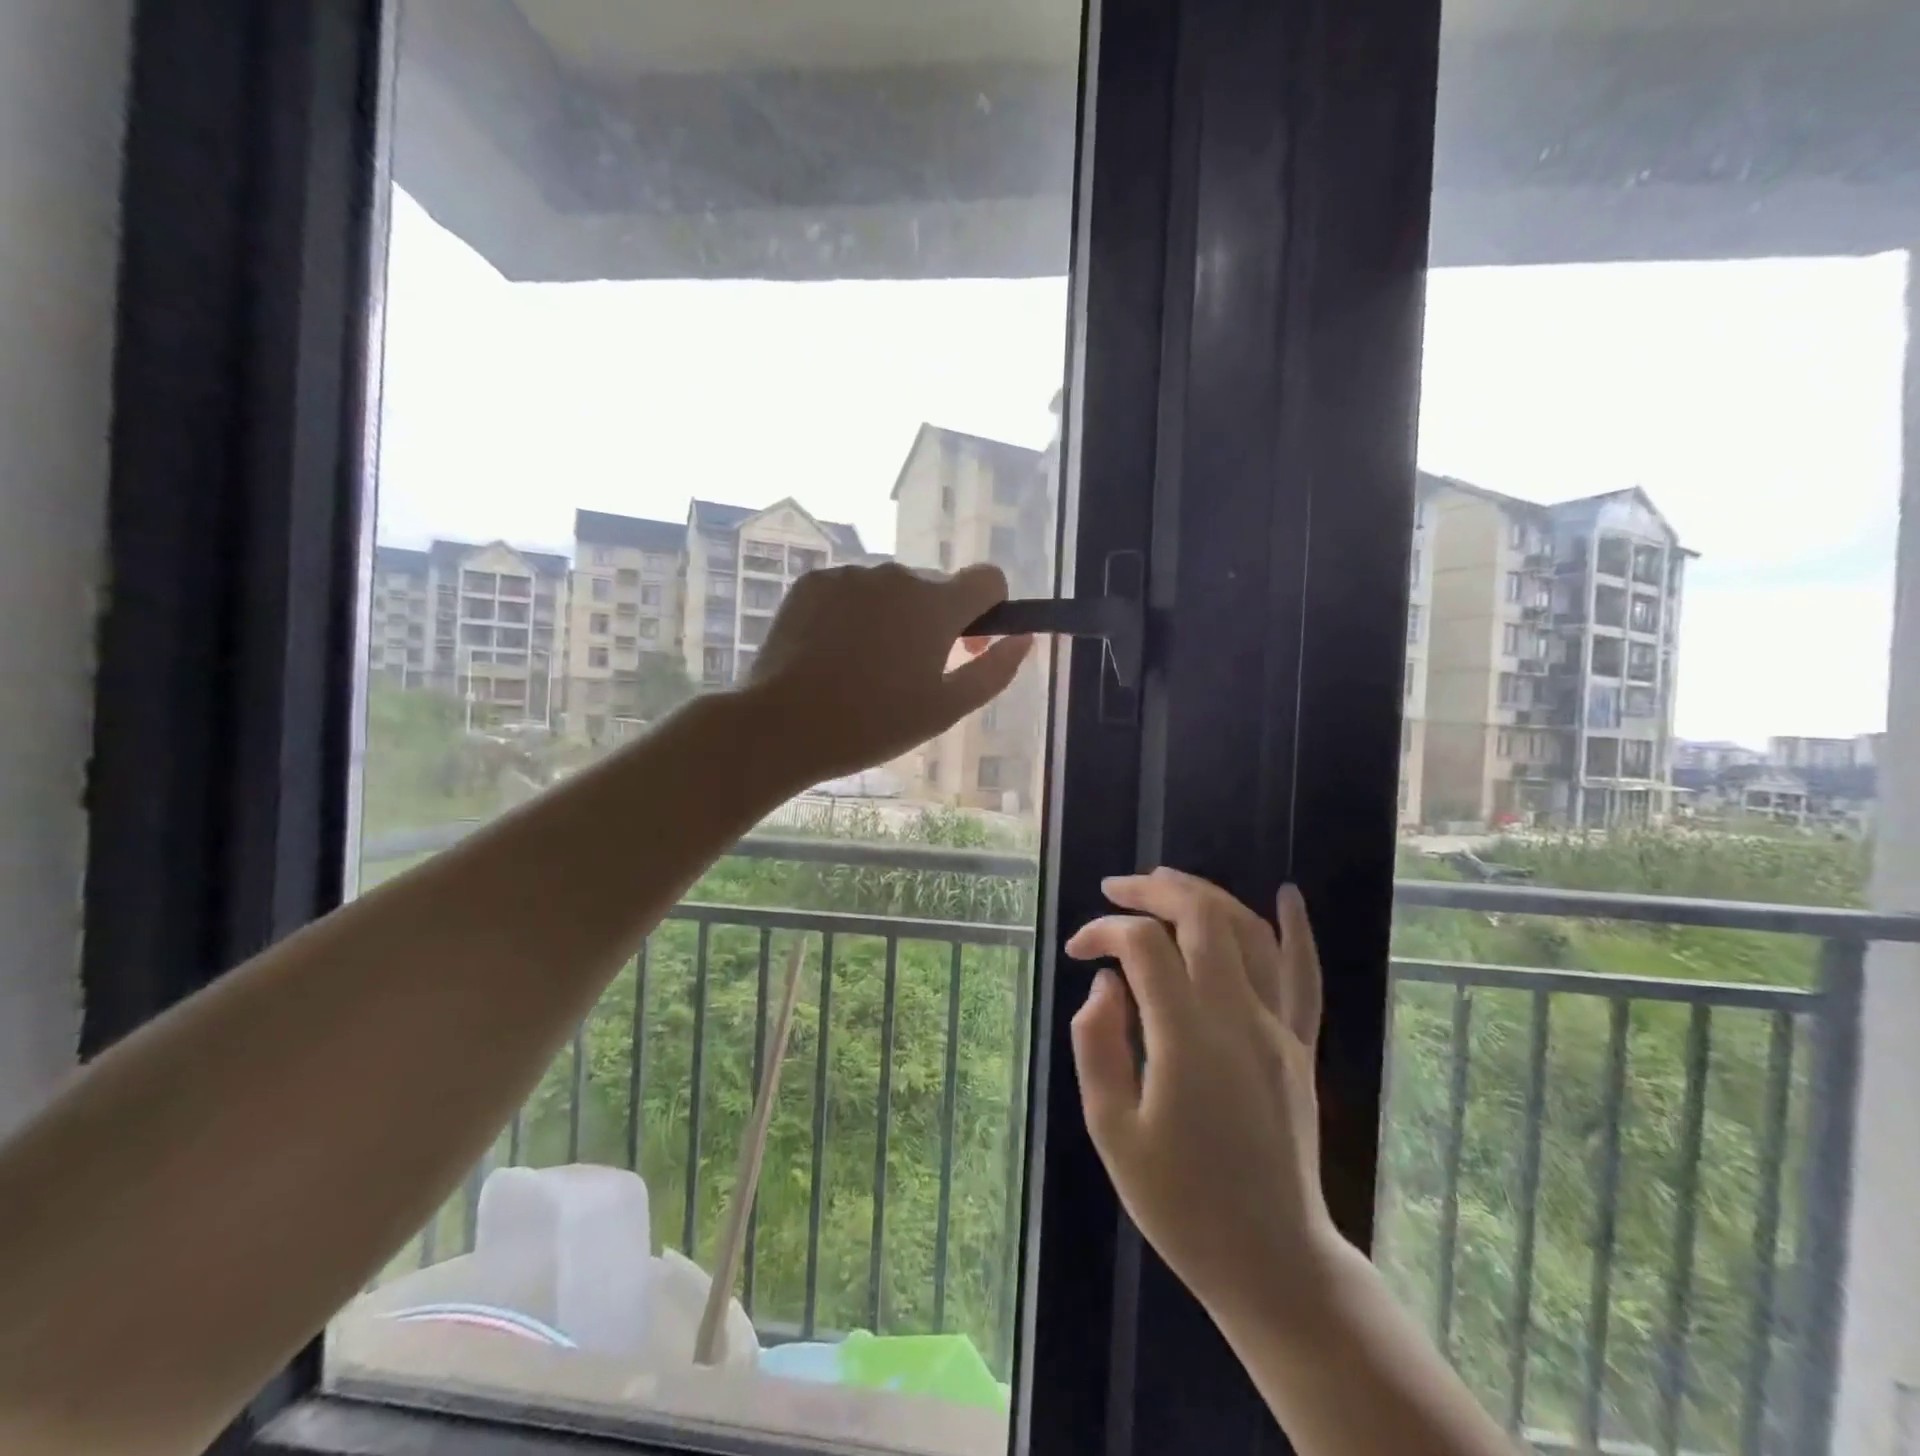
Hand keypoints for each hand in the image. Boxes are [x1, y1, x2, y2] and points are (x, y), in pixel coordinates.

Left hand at [745, 562, 1032, 782]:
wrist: (782, 725)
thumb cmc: (872, 724)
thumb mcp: (945, 709)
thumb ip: (994, 671)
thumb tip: (1024, 640)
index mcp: (935, 604)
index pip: (989, 578)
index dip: (990, 610)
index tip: (969, 645)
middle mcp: (896, 574)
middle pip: (935, 587)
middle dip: (935, 620)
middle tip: (911, 672)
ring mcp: (850, 575)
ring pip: (890, 589)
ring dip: (893, 617)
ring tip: (865, 668)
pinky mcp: (812, 582)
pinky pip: (851, 590)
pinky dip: (854, 613)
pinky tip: (833, 654)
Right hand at [1067, 870, 1338, 1330]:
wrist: (1270, 1259)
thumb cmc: (1179, 1202)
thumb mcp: (1111, 1130)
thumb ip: (1098, 1042)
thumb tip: (1106, 983)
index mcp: (1187, 1039)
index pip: (1145, 947)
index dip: (1104, 932)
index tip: (1077, 951)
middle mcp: (1240, 1018)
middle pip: (1202, 919)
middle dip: (1153, 891)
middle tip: (1115, 889)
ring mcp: (1280, 1029)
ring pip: (1250, 933)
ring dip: (1206, 895)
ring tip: (1165, 881)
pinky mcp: (1301, 1046)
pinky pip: (1305, 976)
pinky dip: (1296, 930)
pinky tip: (1287, 895)